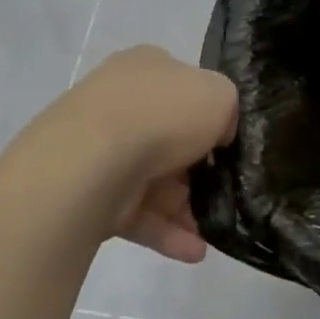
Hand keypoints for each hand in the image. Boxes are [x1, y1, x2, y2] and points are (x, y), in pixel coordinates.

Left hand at [0, 46, 237, 263]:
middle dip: (200, 170)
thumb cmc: (163, 114)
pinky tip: (195, 251)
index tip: (229, 142)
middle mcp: (119, 102)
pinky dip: (167, 232)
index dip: (210, 114)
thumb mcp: (221, 94)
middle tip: (228, 190)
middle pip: (171, 138)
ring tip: (214, 232)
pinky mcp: (90, 193)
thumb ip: (228, 108)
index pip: (184, 87)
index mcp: (146, 67)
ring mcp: (99, 149)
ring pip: (155, 181)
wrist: (90, 162)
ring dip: (188, 208)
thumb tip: (217, 134)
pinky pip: (137, 213)